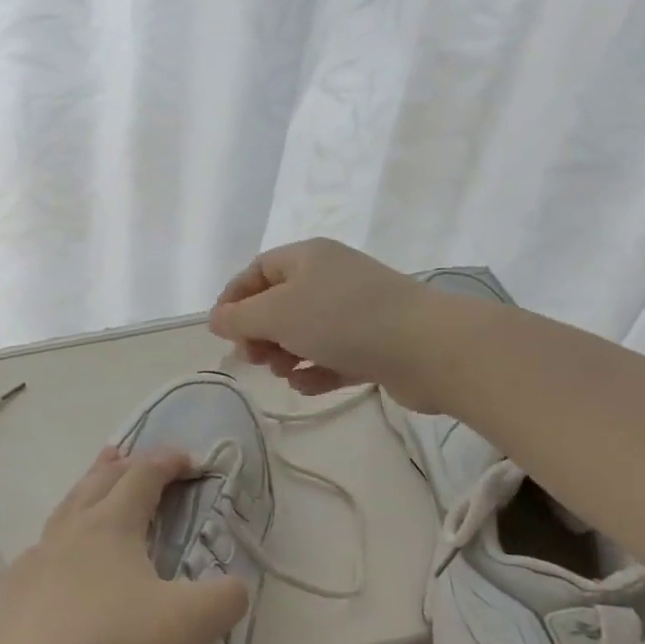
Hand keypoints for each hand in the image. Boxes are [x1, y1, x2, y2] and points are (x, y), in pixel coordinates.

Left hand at [0, 447, 249, 643]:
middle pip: (99, 479)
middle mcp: (72, 529)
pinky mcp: (16, 590)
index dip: (168, 461)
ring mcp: (38, 557)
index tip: (191, 460)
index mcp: (112, 524)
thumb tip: (235, 585)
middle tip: (137, 456)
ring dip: (88, 487)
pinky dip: (62, 533)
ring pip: (67, 506)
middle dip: (123, 464)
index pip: (143, 475)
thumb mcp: (189, 627)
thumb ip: (225, 598)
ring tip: (98, 480)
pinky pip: (44, 545)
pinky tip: (61, 553)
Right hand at [209, 237, 447, 411]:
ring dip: (286, 355)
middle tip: (253, 359)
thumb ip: (240, 318)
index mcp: (307, 258)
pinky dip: (316, 370)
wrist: (428, 348)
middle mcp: (330, 278)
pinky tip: (308, 386)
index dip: (234, 299)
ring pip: (305, 332)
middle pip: (279, 304)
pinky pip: (332, 354)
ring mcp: (356, 311)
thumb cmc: (343, 320)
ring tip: (284, 374)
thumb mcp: (278, 314)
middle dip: (260, 333)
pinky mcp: (375, 343)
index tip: (221, 332)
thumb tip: (216, 319)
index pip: (257, 271)